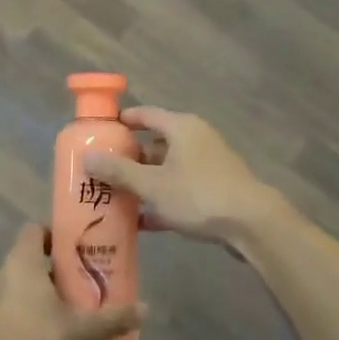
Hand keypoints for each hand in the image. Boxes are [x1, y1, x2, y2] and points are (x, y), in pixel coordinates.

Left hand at [0, 224, 144, 339]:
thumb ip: (114, 318)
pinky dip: (12, 320)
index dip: (51, 236)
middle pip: (23, 262)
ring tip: (52, 320)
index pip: (33, 230)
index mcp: (21, 264)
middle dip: (46, 273)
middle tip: (71, 292)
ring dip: (27, 298)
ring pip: (8, 289)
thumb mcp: (85, 333)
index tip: (71, 253)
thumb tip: (145, 309)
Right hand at [83, 107, 282, 245]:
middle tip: (100, 170)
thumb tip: (86, 157)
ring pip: (167, 170)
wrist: (252, 225)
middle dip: (128, 158)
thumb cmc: (199, 195)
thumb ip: (119, 171)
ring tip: (114, 196)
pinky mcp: (214, 191)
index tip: (99, 132)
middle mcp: (195, 140)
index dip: (122, 121)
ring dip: (143, 182)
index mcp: (182, 128)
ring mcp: (207, 166)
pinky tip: (141, 222)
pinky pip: (180, 191)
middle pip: (155, 143)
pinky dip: (161, 201)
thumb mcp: (152, 184)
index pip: (146, 114)